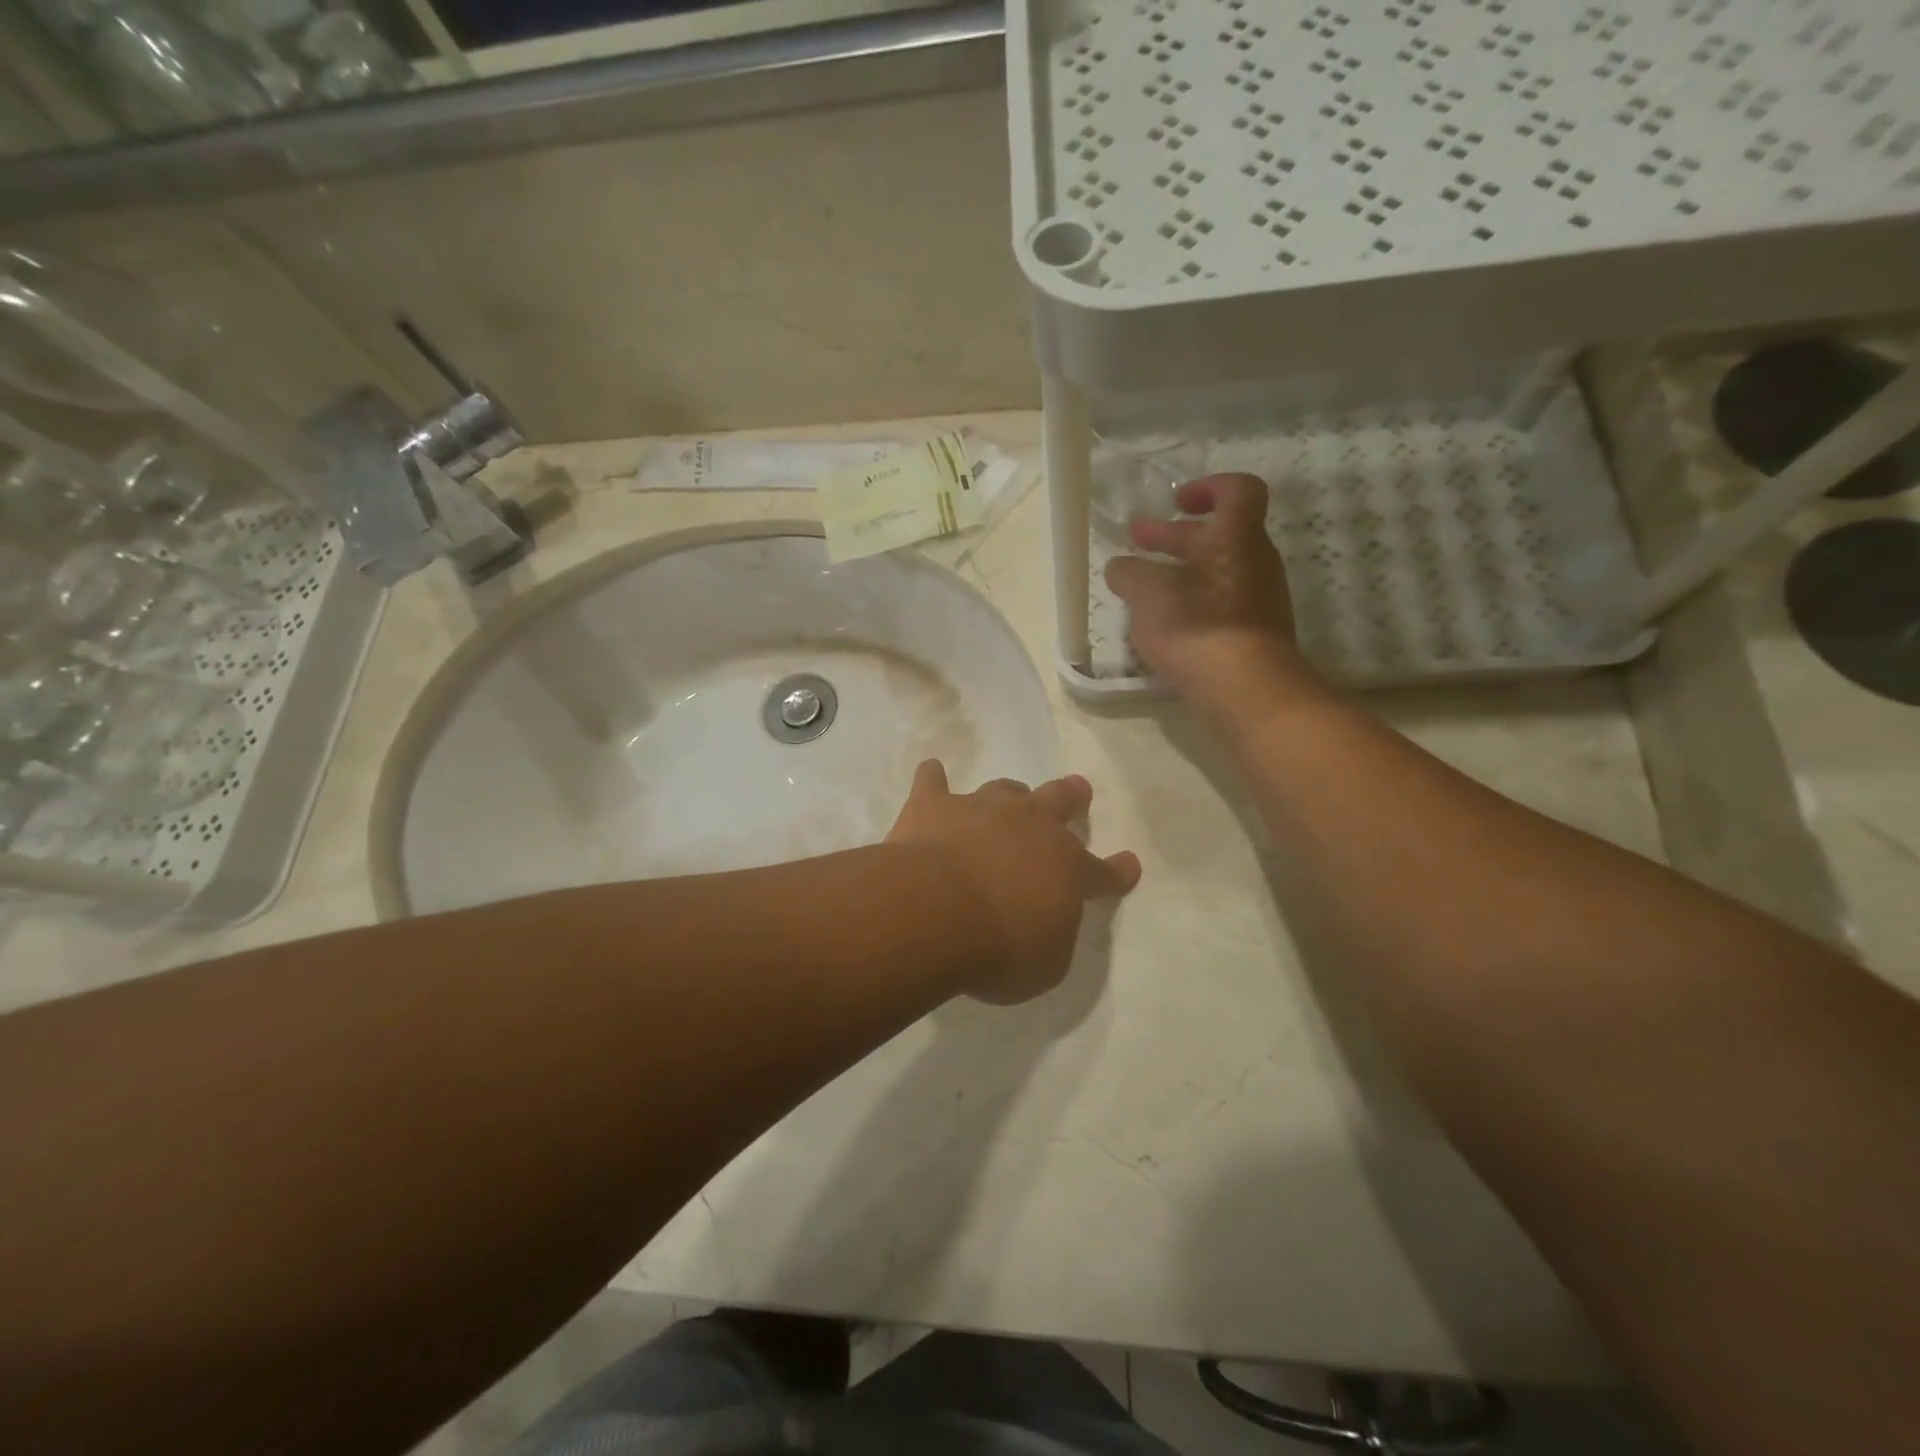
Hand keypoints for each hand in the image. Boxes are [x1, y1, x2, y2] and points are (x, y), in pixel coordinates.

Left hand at [886, 760, 1140, 1003]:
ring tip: (1011, 794)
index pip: (1102, 872)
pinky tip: (931, 772)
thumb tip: (1047, 918)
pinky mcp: (933, 806)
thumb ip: (1054, 934)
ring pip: (1004, 790)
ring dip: (1010, 794)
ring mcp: (980, 810)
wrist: (936, 912)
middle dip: (1071, 796)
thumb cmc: (1000, 947)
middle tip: (1078, 788)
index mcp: (1066, 868)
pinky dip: (933, 778)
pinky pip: (933, 782)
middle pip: (1058, 801)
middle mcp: (1029, 827)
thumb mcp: (1047, 962)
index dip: (1118, 871)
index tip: (1129, 863)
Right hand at [1105, 473, 1320, 725]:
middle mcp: (1255, 563)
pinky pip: (1219, 608)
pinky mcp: (1253, 637)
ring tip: (1141, 590)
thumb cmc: (1197, 626)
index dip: (1207, 488)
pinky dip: (1190, 606)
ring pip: (1216, 574)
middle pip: (1217, 536)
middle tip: (1136, 541)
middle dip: (1173, 537)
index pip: (1237, 491)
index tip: (1176, 501)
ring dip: (1179, 574)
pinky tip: (1162, 626)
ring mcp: (1259, 602)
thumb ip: (1130, 573)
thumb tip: (1122, 568)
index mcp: (1236, 538)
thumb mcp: (1148, 593)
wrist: (1247, 691)